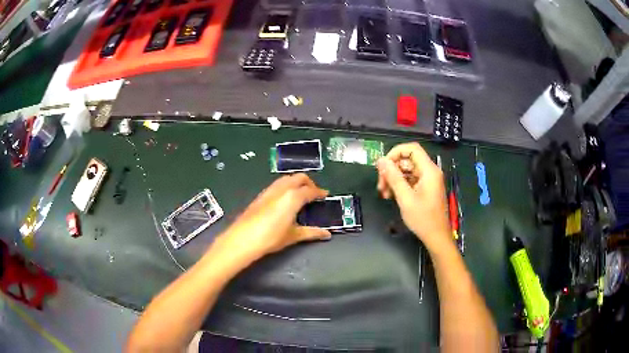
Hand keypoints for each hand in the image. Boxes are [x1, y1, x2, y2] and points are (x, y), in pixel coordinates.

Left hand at [217, 173, 331, 262]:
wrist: (243, 239)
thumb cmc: (271, 237)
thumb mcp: (294, 236)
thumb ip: (312, 232)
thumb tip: (326, 234)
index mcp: (293, 196)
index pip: (310, 190)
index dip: (319, 192)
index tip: (325, 195)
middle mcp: (282, 189)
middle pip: (299, 177)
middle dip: (309, 182)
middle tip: (314, 193)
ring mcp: (269, 190)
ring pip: (286, 179)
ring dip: (296, 182)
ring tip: (301, 194)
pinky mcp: (260, 195)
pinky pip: (277, 185)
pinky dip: (286, 186)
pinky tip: (285, 200)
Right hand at [376, 143, 451, 251]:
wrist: (436, 237)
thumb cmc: (423, 218)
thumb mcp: (405, 198)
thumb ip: (393, 177)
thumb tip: (381, 160)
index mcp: (429, 170)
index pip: (412, 149)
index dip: (395, 152)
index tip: (383, 165)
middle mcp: (430, 171)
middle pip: (408, 160)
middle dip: (392, 170)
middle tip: (381, 184)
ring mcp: (428, 180)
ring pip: (407, 170)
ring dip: (394, 179)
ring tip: (384, 193)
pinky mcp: (425, 188)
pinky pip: (410, 180)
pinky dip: (400, 185)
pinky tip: (391, 196)